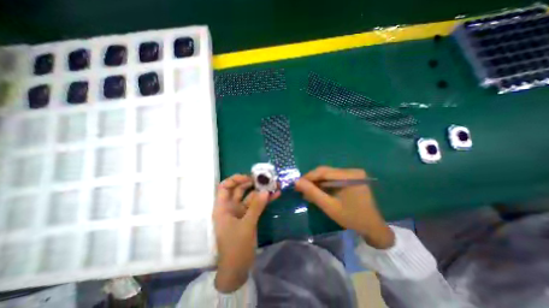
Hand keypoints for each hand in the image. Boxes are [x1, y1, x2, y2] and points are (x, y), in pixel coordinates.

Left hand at [210, 174, 278, 291]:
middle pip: (239, 189)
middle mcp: (231, 207)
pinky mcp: (249, 217)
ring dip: (261, 192)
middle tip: (264, 179)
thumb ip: (256, 207)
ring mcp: (241, 212)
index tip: (249, 178)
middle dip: (252, 183)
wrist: (237, 269)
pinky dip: (264, 201)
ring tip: (274, 185)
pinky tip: (275, 196)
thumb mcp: (246, 226)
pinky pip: (256, 205)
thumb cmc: (235, 247)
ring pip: (250, 197)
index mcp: (223, 207)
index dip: (235, 179)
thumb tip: (266, 191)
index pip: (225, 187)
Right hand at [296, 168, 394, 247]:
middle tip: (300, 188)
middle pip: (326, 172)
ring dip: (317, 182)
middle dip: (312, 180)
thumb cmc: (351, 218)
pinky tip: (318, 191)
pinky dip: (324, 184)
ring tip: (307, 191)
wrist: (372, 227)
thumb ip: (312, 192)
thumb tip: (296, 181)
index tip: (297, 184)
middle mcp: (351, 170)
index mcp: (349, 176)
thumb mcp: (329, 206)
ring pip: (328, 175)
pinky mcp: (351, 178)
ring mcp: (352, 174)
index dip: (308, 176)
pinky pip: (333, 178)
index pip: (323, 171)